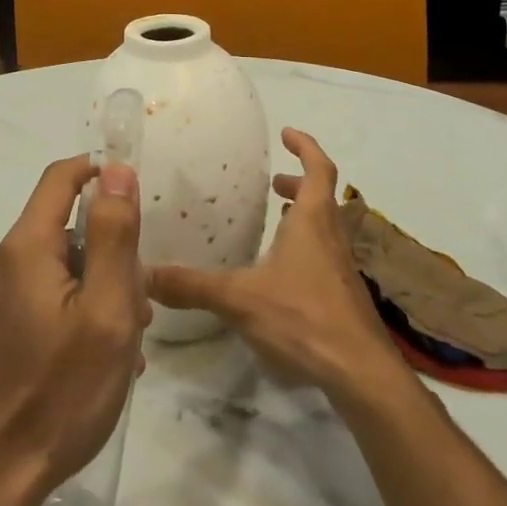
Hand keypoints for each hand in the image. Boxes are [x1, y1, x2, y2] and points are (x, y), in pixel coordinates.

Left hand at [0, 157, 149, 505]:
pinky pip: (26, 300)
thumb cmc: (59, 395)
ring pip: (47, 271)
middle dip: (103, 259)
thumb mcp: (106, 313)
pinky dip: (59, 315)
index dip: (99, 175)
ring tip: (115, 350)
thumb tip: (114, 170)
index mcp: (22, 248)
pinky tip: (78, 363)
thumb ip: (112, 236)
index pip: (60, 178)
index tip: (132, 205)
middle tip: (136, 313)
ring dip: (86, 294)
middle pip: (59, 233)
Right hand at [146, 128, 407, 406]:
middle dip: (299, 183)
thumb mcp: (239, 298)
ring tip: (278, 220)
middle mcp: (332, 238)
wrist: (361, 373)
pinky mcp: (343, 297)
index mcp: (313, 222)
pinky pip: (325, 256)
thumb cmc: (303, 317)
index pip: (318, 168)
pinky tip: (283, 273)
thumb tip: (145, 274)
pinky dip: (306, 248)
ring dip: (305, 216)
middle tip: (274, 183)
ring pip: (326, 228)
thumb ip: (192, 286)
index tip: (286, 133)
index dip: (305, 146)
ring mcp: (342, 269)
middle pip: (323, 197)